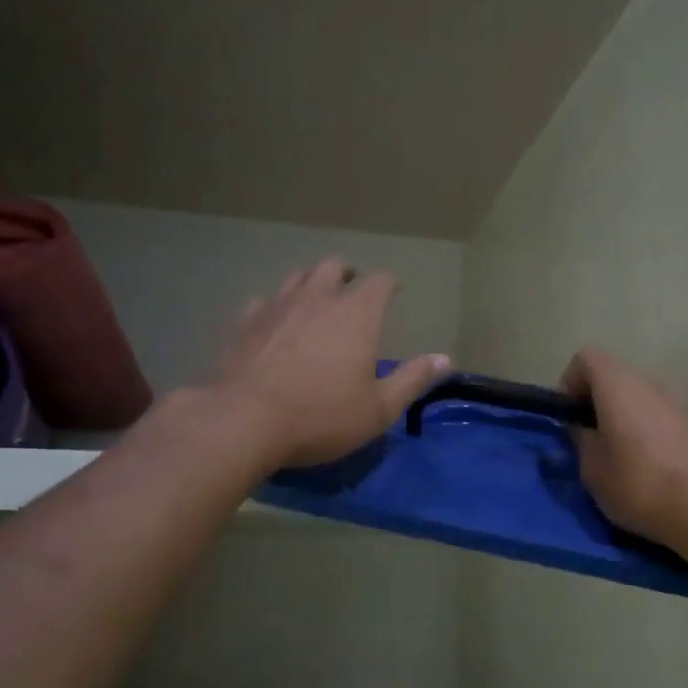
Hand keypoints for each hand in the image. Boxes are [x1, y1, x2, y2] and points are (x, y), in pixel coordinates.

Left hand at [209, 259, 449, 468]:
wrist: (242, 421)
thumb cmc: (321, 416)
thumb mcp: (379, 408)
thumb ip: (412, 380)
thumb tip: (444, 358)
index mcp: (356, 313)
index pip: (379, 280)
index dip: (389, 283)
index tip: (394, 291)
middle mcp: (317, 298)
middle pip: (334, 267)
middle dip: (349, 274)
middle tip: (354, 291)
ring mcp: (276, 306)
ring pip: (297, 277)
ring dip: (312, 283)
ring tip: (316, 301)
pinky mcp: (244, 323)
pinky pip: (264, 302)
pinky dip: (276, 307)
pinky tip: (275, 324)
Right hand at [561, 347, 687, 547]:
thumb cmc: (637, 484)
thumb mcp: (592, 469)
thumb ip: (581, 441)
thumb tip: (583, 430)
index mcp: (618, 385)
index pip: (586, 358)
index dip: (570, 382)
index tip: (569, 417)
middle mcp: (648, 383)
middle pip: (613, 376)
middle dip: (595, 401)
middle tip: (588, 438)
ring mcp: (676, 402)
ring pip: (637, 396)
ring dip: (622, 415)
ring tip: (616, 454)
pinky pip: (657, 414)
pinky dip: (644, 427)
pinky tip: (644, 463)